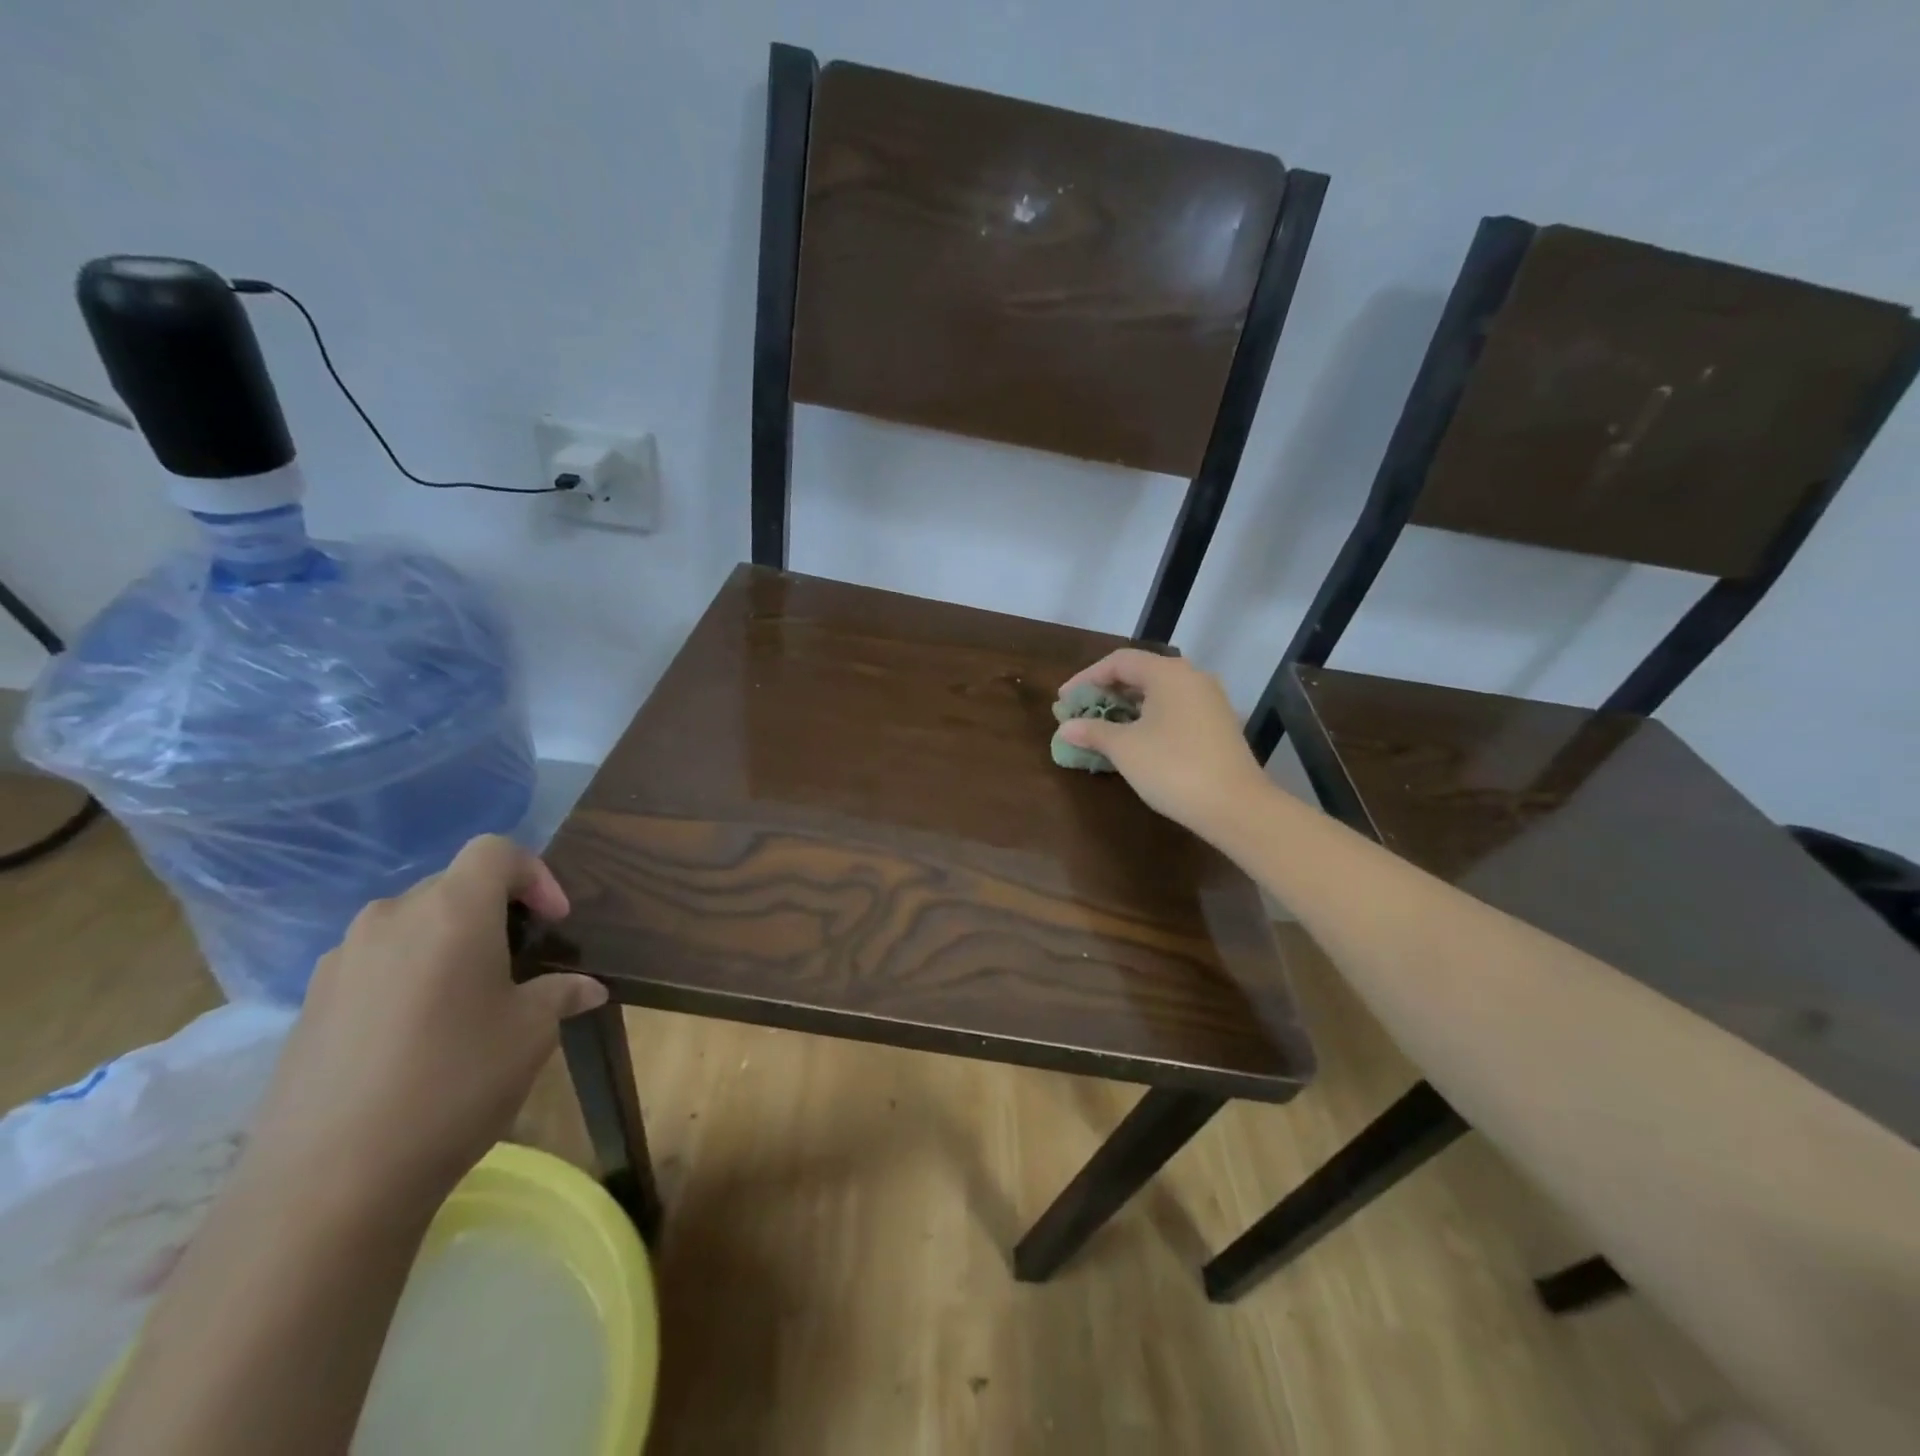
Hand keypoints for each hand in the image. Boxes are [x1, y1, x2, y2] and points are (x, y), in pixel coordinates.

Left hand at [246, 836, 606, 1212]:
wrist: (327, 1183)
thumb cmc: (454, 1084)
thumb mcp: (531, 1034)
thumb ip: (561, 994)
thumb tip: (587, 988)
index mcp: (450, 912)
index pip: (496, 852)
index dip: (536, 874)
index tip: (554, 923)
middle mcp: (389, 919)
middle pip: (452, 886)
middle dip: (495, 912)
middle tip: (519, 962)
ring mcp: (340, 962)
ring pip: (410, 925)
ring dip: (448, 943)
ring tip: (469, 998)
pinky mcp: (308, 1005)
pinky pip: (374, 964)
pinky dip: (408, 975)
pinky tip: (418, 1034)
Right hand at [1057, 650, 1273, 840]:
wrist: (1235, 806)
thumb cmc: (1172, 767)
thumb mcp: (1124, 748)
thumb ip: (1093, 732)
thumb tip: (1066, 728)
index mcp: (1168, 673)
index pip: (1118, 662)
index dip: (1086, 679)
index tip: (1064, 701)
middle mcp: (1192, 677)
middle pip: (1140, 674)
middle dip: (1105, 692)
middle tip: (1080, 713)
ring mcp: (1209, 701)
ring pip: (1158, 693)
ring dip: (1126, 707)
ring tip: (1101, 727)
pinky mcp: (1218, 724)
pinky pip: (1174, 710)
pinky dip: (1148, 719)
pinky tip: (1133, 740)